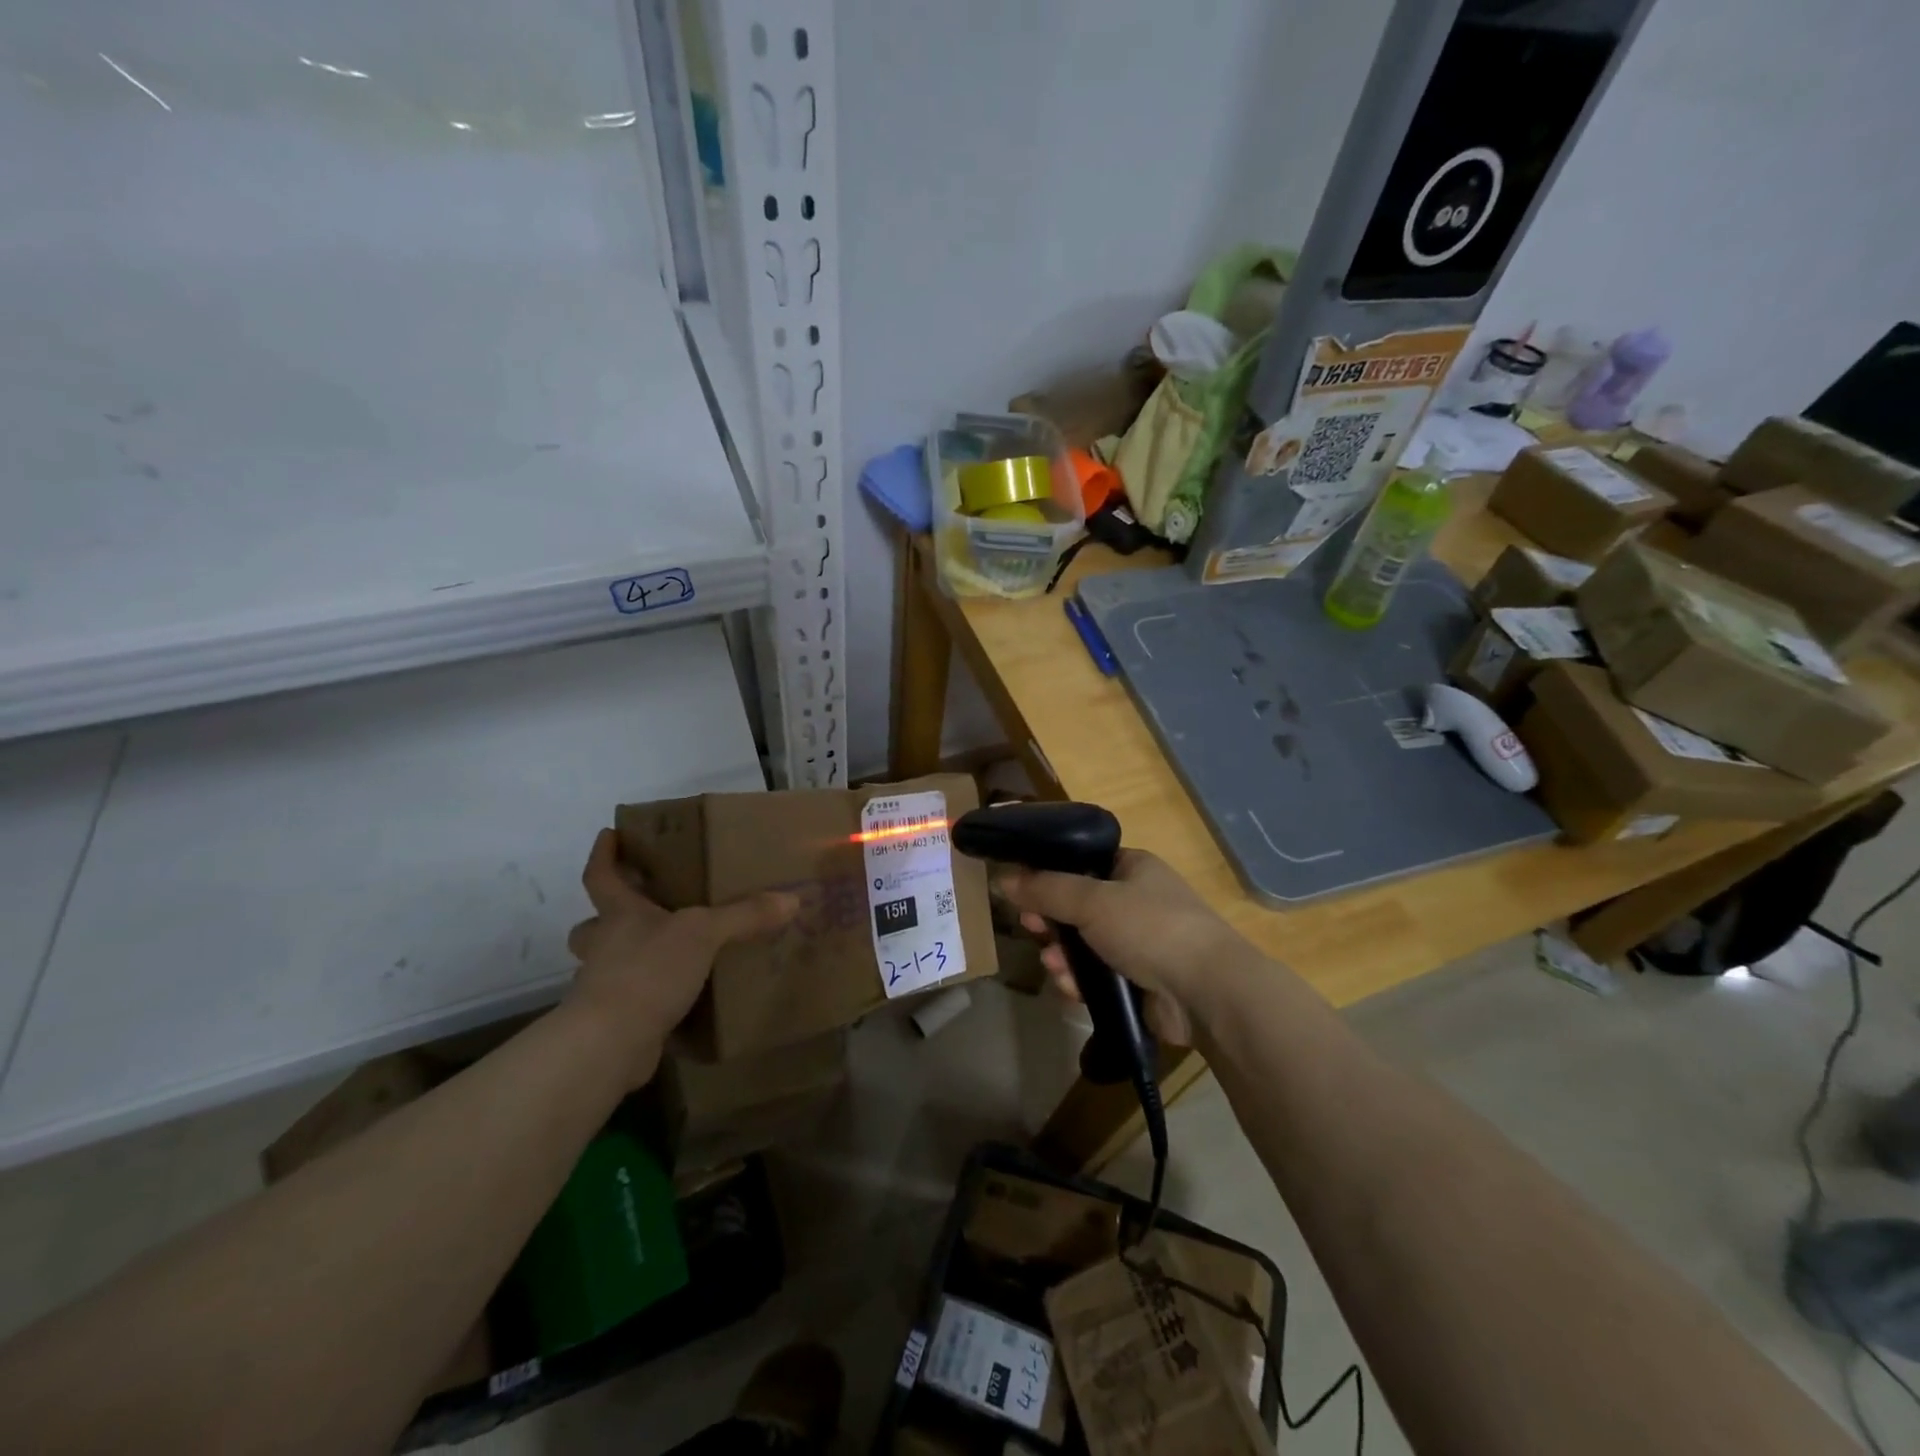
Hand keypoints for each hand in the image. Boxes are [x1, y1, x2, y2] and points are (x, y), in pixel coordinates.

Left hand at [565, 829, 796, 1080]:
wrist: (610, 1043)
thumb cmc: (648, 971)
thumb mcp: (704, 934)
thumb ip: (745, 915)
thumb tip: (792, 898)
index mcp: (619, 915)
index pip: (602, 876)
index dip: (605, 855)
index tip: (610, 834)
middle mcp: (606, 946)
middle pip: (594, 925)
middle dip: (608, 917)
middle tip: (639, 909)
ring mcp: (605, 986)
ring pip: (609, 963)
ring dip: (629, 957)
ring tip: (667, 954)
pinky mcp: (615, 1020)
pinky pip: (631, 999)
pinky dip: (650, 996)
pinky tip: (679, 998)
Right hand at [996, 848, 1257, 1045]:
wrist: (1206, 992)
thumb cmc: (1150, 928)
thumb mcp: (1092, 900)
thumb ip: (1045, 888)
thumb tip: (1003, 878)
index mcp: (1133, 868)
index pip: (1083, 862)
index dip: (1050, 874)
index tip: (1022, 888)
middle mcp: (1138, 901)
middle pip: (1078, 906)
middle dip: (1051, 921)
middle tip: (1030, 928)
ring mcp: (1141, 943)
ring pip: (1084, 945)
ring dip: (1063, 955)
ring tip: (1053, 966)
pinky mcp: (1141, 981)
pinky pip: (1098, 976)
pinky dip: (1081, 981)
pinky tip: (1070, 989)